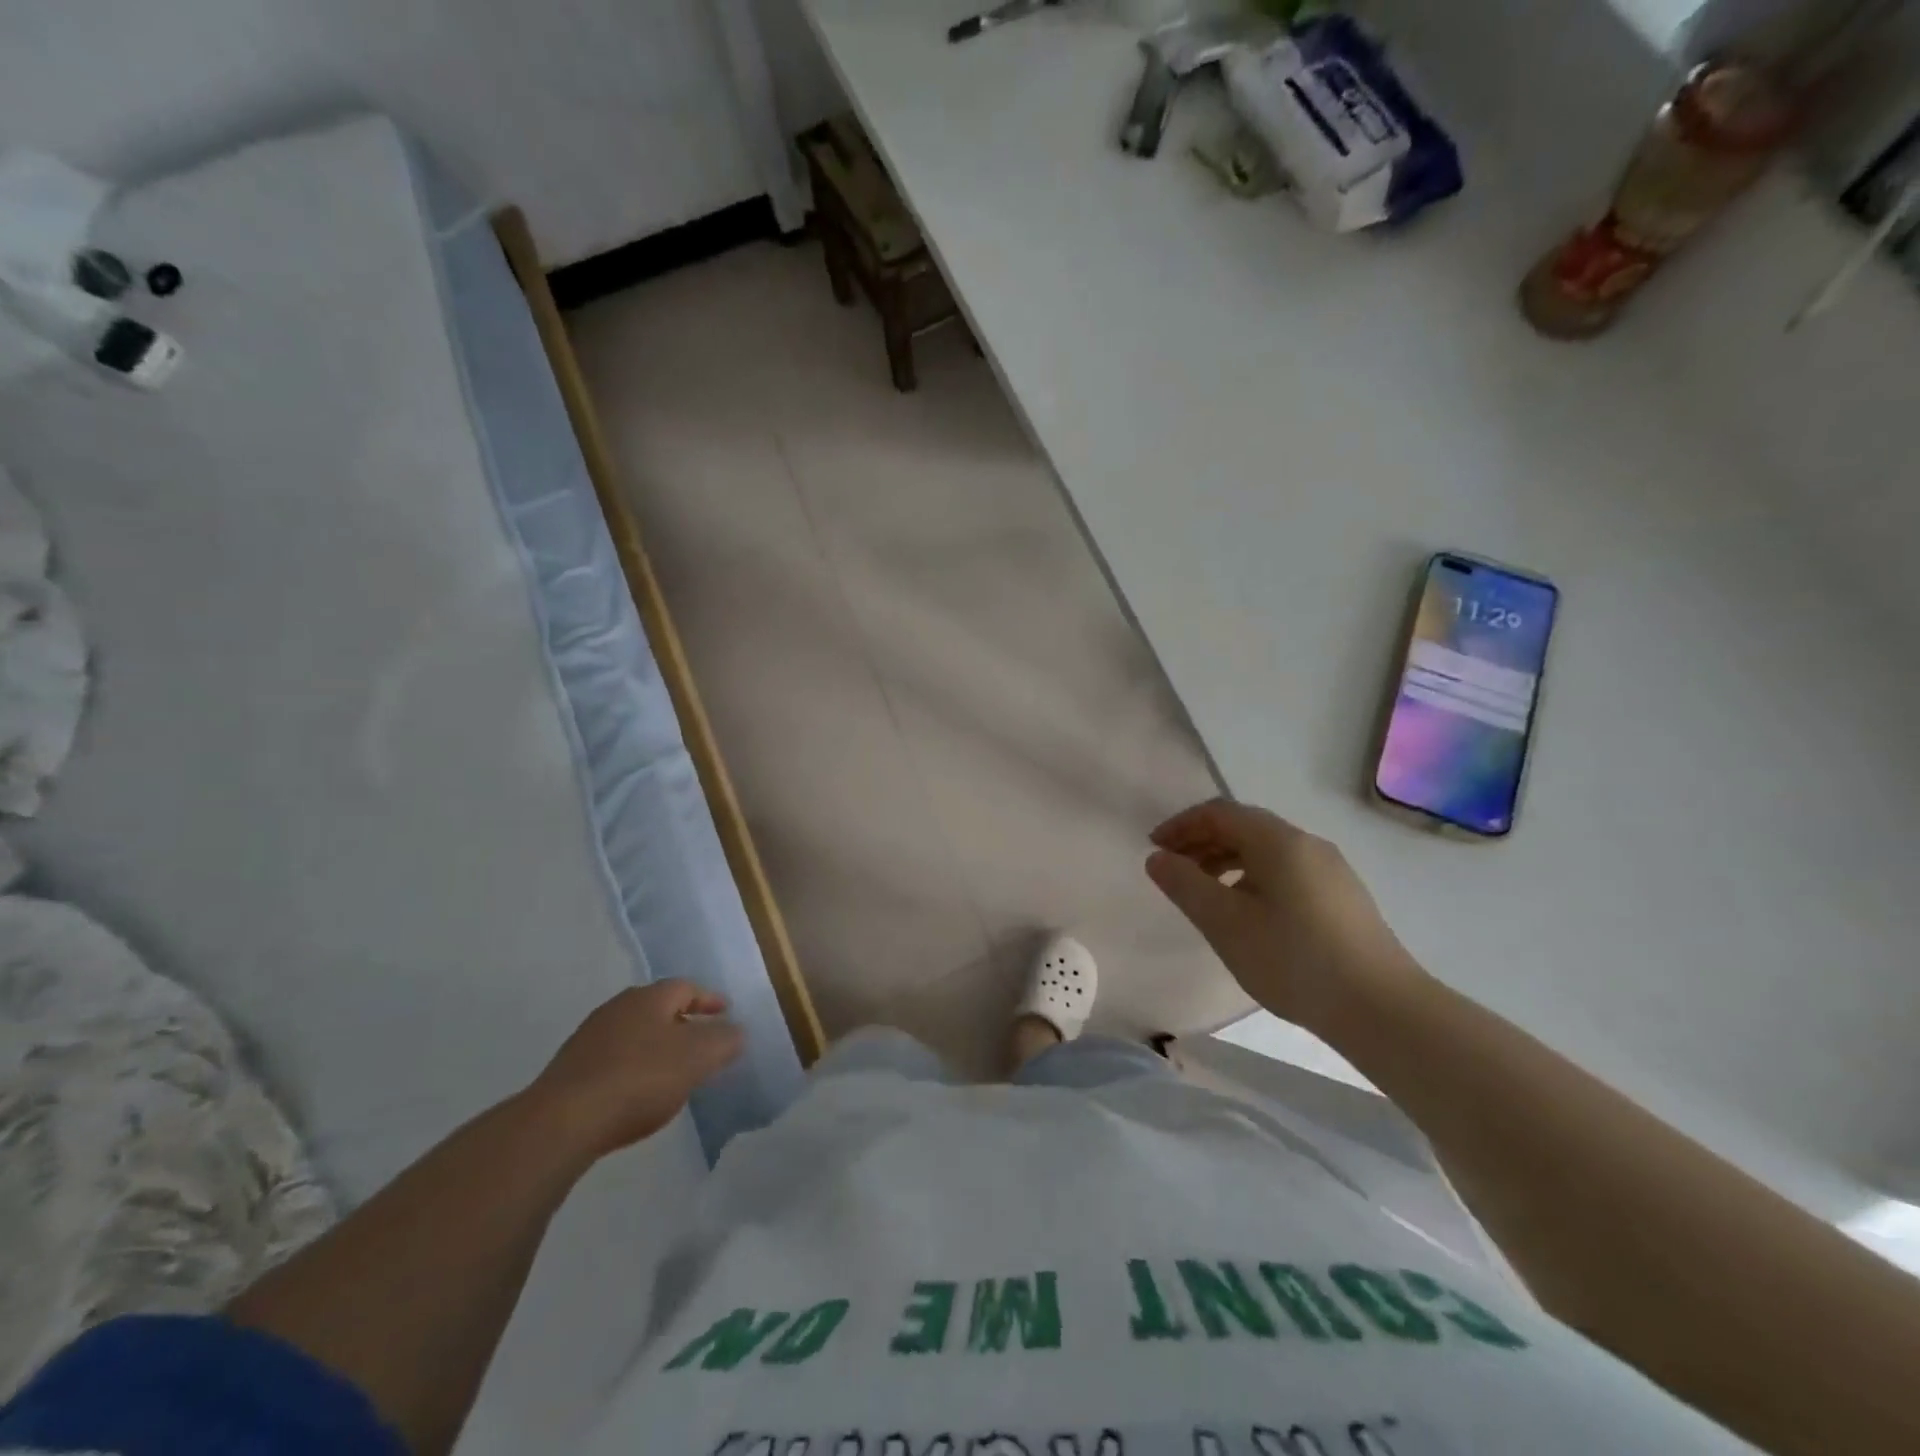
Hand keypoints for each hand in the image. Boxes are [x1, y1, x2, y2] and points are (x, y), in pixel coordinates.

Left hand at [527, 981, 743, 1158]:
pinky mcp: (570, 1070)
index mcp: (649, 997)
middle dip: (682, 1021)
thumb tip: (737, 1031)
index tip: (726, 1012)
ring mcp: (589, 1038)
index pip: (687, 987)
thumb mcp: (698, 1058)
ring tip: (673, 1070)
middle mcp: (618, 1008)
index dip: (709, 999)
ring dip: (656, 1046)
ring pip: (634, 1034)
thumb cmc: (639, 1079)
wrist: (562, 1122)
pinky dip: (633, 1068)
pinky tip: (638, 1093)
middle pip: (658, 1008)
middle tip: (702, 1040)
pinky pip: (614, 1060)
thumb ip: (724, 1041)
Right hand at [1146, 799, 1424, 1033]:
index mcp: (1278, 841)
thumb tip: (1157, 858)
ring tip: (1205, 895)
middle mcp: (1307, 844)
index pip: (1219, 812)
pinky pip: (1286, 872)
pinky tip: (1248, 915)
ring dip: (1227, 861)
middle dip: (1202, 842)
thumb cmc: (1293, 959)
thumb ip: (1185, 885)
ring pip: (1267, 852)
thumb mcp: (1225, 923)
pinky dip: (1253, 878)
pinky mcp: (1343, 898)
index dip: (1181, 825)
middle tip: (1173, 871)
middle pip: (1244, 827)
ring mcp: (1331, 871)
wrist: (1382, 1009)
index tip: (1155, 849)